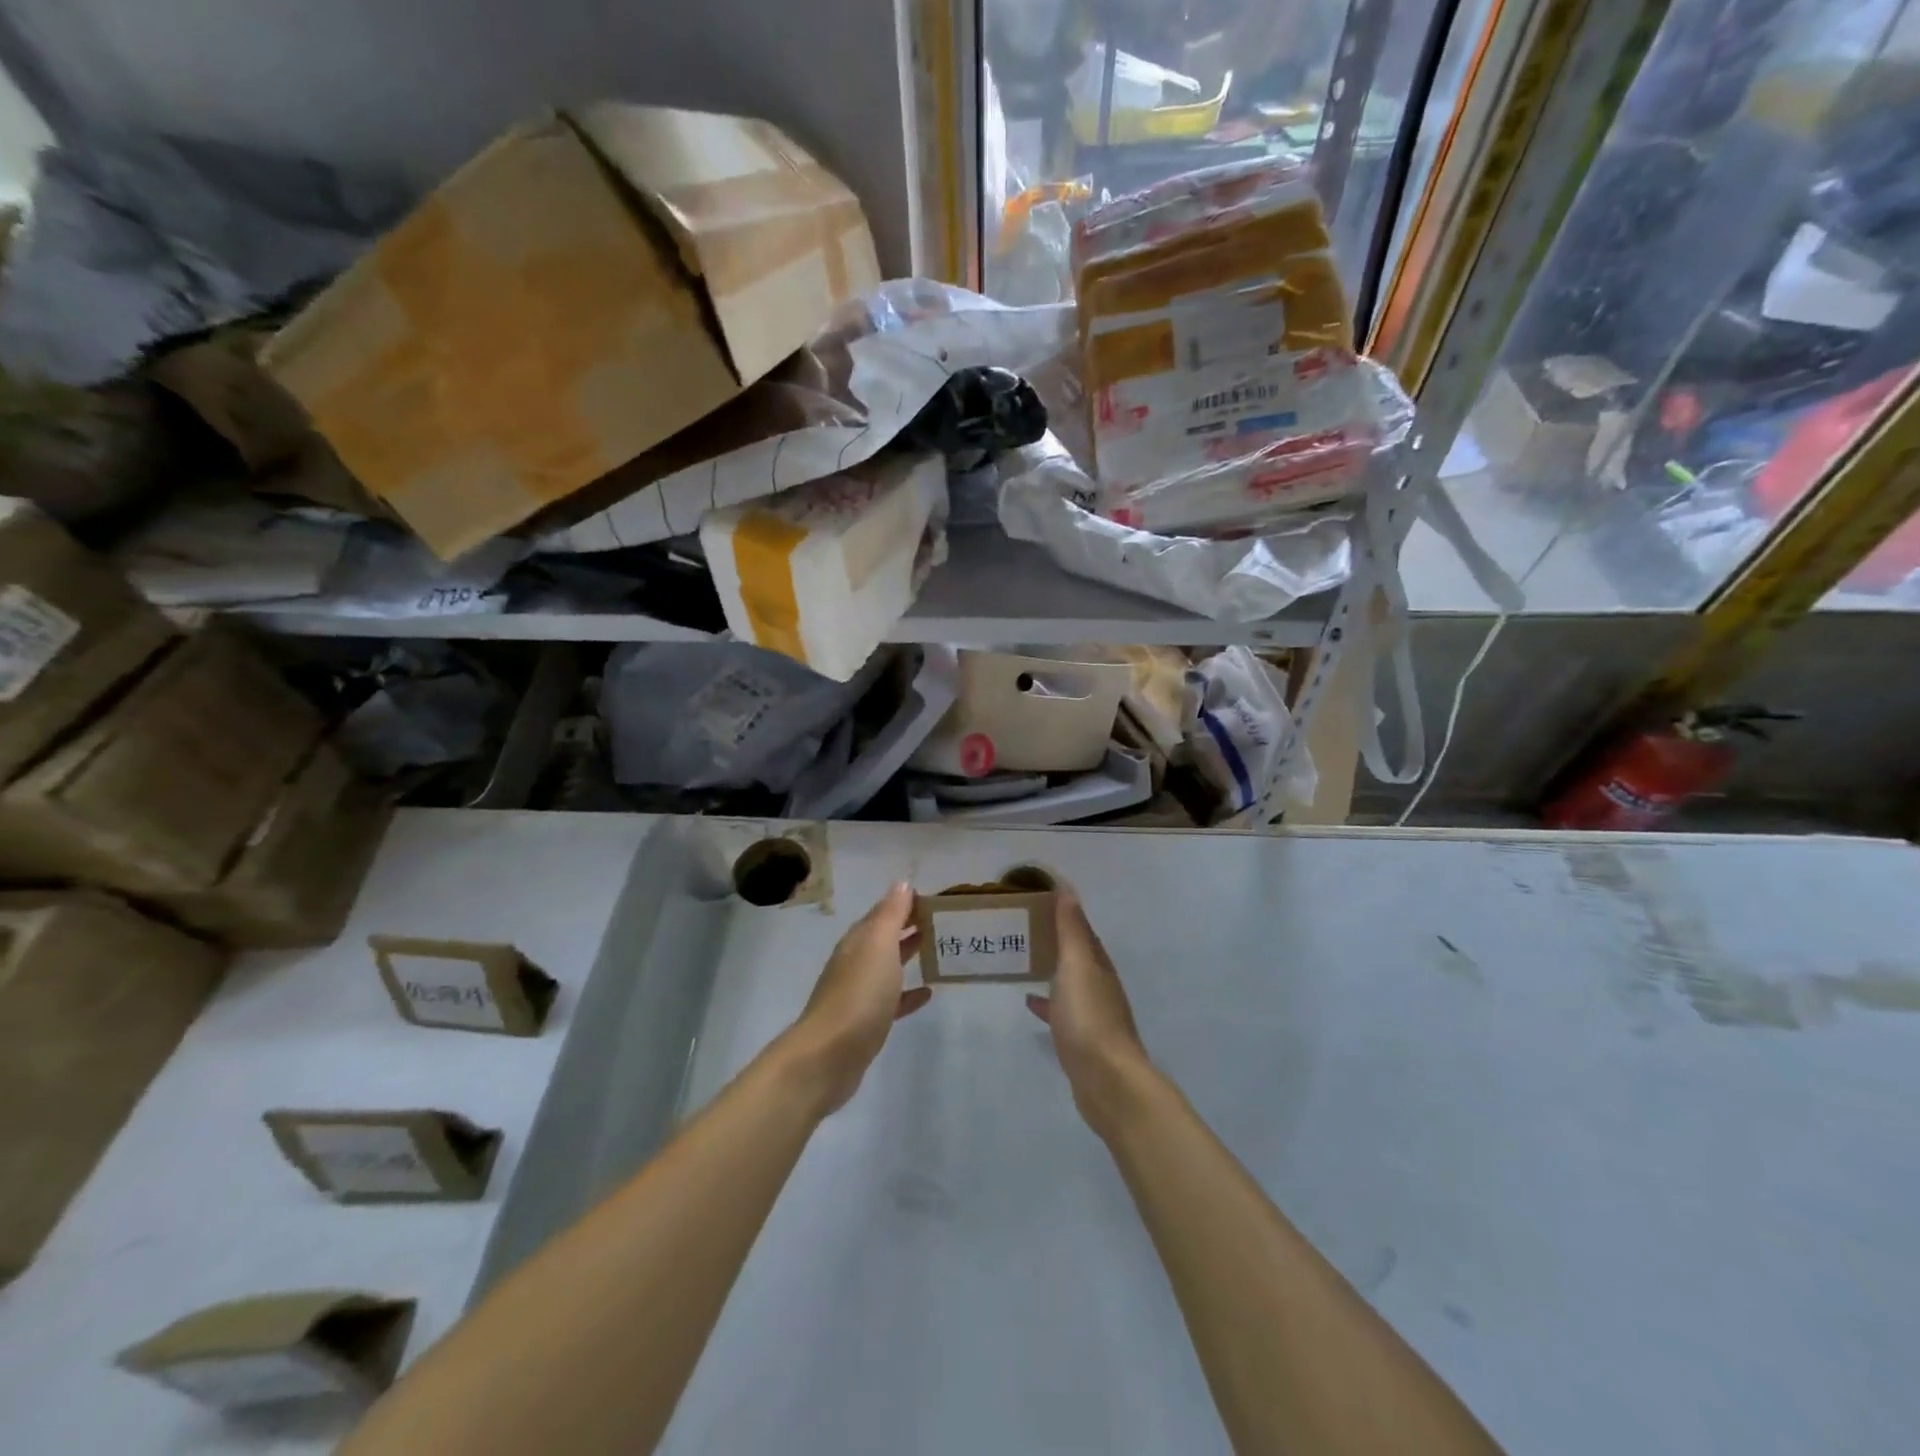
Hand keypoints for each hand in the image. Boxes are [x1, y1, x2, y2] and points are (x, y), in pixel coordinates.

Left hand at [785, 883, 930, 1115]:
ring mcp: (859, 993)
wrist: (829, 1055)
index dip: (907, 902)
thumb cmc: (859, 993)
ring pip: (888, 966)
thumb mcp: (878, 945)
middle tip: (943, 922)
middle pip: (885, 937)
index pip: (884, 911)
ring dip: (908, 955)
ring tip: (937, 950)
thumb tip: (902, 884)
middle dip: (909, 926)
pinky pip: (891, 1000)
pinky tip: (927, 994)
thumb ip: (891, 914)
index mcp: (859, 940)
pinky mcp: (866, 1022)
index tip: (936, 899)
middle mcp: (856, 961)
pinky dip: (908, 994)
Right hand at [1026, 890, 1155, 1138]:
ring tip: (1021, 957)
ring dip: (1049, 966)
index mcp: (1098, 962)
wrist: (1107, 1081)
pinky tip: (1029, 1001)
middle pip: (1074, 951)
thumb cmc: (1089, 1017)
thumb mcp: (1077, 965)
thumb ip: (1072, 929)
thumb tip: (1067, 888)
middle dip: (1053, 936)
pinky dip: (1046, 1000)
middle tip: (1019, 924)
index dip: (1061, 908)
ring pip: (1067, 979)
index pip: (1080, 925)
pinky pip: (1060, 1009)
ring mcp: (1091, 1012)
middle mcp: (1098, 983)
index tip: (1033, 894)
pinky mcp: (1080, 1038)